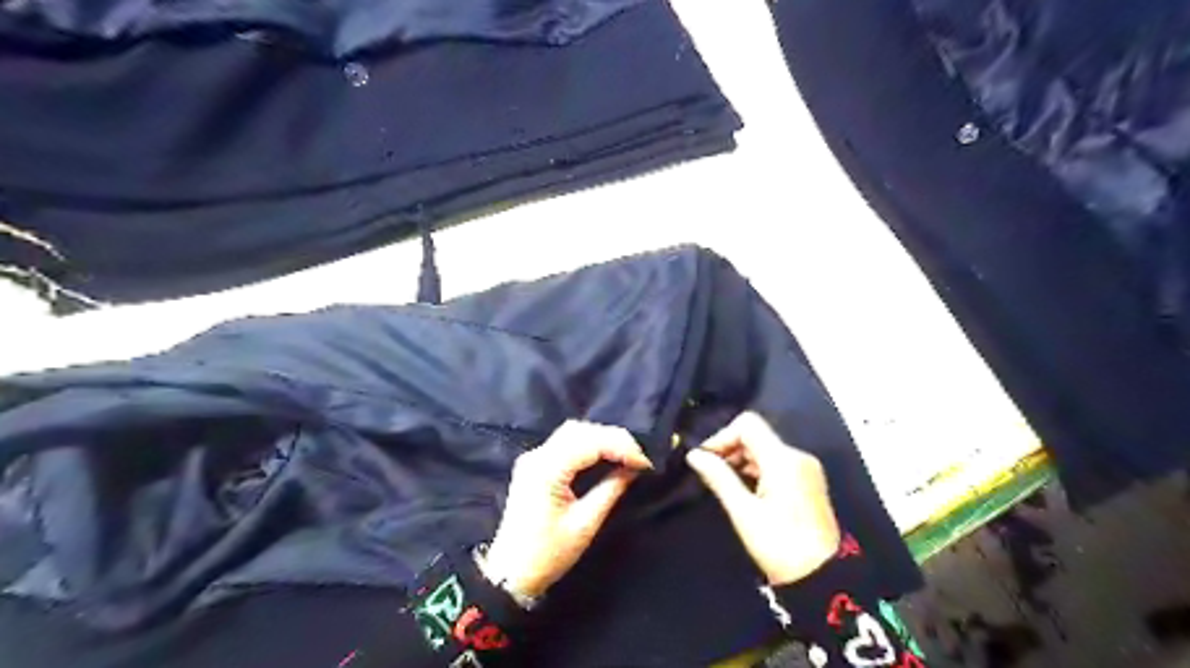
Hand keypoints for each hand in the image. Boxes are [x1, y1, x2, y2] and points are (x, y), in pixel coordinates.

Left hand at [480, 420, 649, 595]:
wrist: (510, 574)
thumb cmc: (548, 555)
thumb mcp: (585, 525)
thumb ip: (611, 490)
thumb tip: (633, 469)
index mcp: (547, 469)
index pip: (591, 442)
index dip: (622, 447)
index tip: (646, 464)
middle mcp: (537, 456)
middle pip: (580, 430)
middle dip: (614, 438)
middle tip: (639, 458)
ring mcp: (533, 458)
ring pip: (573, 432)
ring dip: (601, 439)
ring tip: (626, 456)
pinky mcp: (534, 465)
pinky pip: (565, 442)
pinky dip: (588, 444)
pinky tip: (605, 456)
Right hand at [685, 411, 840, 586]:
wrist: (823, 578)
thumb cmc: (779, 545)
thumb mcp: (744, 512)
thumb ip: (719, 477)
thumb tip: (694, 455)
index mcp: (783, 460)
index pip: (747, 425)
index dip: (722, 436)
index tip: (706, 459)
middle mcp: (797, 456)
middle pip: (756, 435)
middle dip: (730, 449)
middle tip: (710, 473)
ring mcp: (806, 469)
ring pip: (765, 449)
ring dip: (742, 460)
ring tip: (725, 485)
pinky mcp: (808, 482)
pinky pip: (777, 463)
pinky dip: (757, 469)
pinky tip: (745, 491)